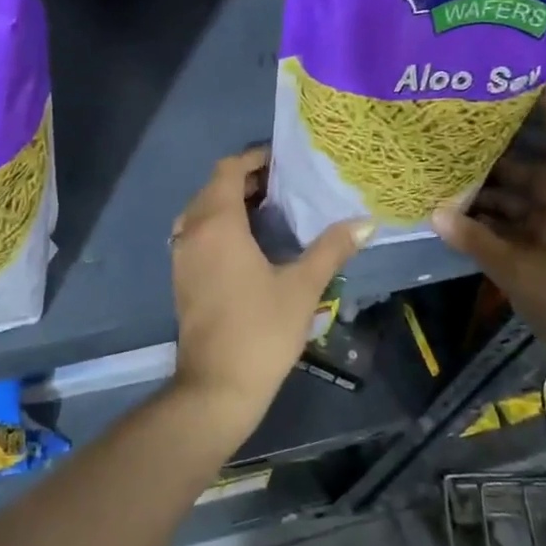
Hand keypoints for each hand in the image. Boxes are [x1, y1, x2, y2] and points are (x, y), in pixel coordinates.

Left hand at [169, 147, 372, 428]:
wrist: (216, 386)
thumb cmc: (261, 330)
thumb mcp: (302, 287)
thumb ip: (331, 249)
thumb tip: (365, 224)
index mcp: (217, 224)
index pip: (227, 170)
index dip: (253, 159)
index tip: (283, 161)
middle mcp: (192, 231)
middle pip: (213, 187)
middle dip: (245, 180)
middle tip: (284, 185)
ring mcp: (181, 255)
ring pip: (201, 211)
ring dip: (229, 202)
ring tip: (270, 210)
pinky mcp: (180, 276)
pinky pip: (196, 233)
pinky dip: (217, 224)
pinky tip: (248, 243)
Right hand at [430, 92, 545, 400]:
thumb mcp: (520, 272)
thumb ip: (476, 241)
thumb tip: (436, 212)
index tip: (531, 82)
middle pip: (532, 173)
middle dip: (495, 160)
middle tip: (452, 144)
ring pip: (522, 204)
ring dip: (489, 198)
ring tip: (446, 184)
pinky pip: (521, 231)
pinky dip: (495, 226)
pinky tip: (463, 226)